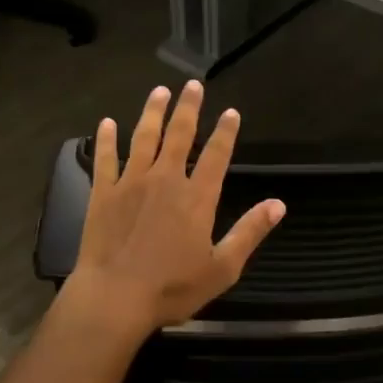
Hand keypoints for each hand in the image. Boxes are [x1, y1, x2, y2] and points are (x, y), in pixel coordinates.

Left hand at [64, 81, 285, 335]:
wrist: (114, 297)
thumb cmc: (171, 288)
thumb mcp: (222, 268)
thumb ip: (249, 232)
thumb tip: (278, 204)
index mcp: (197, 197)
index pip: (217, 155)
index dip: (225, 131)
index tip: (231, 111)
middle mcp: (166, 179)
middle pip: (180, 134)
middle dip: (188, 107)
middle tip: (192, 85)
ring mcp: (131, 182)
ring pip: (144, 137)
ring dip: (152, 112)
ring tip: (159, 91)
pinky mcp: (103, 192)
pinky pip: (105, 158)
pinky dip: (106, 139)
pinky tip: (106, 123)